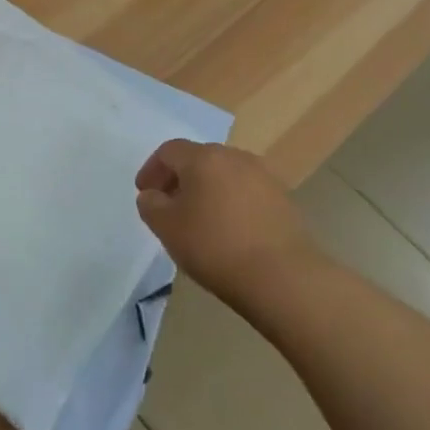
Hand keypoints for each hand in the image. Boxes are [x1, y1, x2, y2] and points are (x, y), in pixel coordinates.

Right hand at [134, 140, 317, 304]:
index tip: (145, 193)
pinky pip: (247, 192)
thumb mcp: (166, 227)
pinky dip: (231, 202)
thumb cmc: (215, 246)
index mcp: (204, 157)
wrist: (284, 278)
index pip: (169, 151)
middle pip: (199, 158)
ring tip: (200, 219)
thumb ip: (151, 205)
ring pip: (225, 174)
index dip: (152, 169)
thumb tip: (154, 195)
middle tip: (169, 205)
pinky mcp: (284, 200)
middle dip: (180, 178)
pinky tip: (229, 230)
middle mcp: (235, 157)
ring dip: (208, 189)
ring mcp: (264, 176)